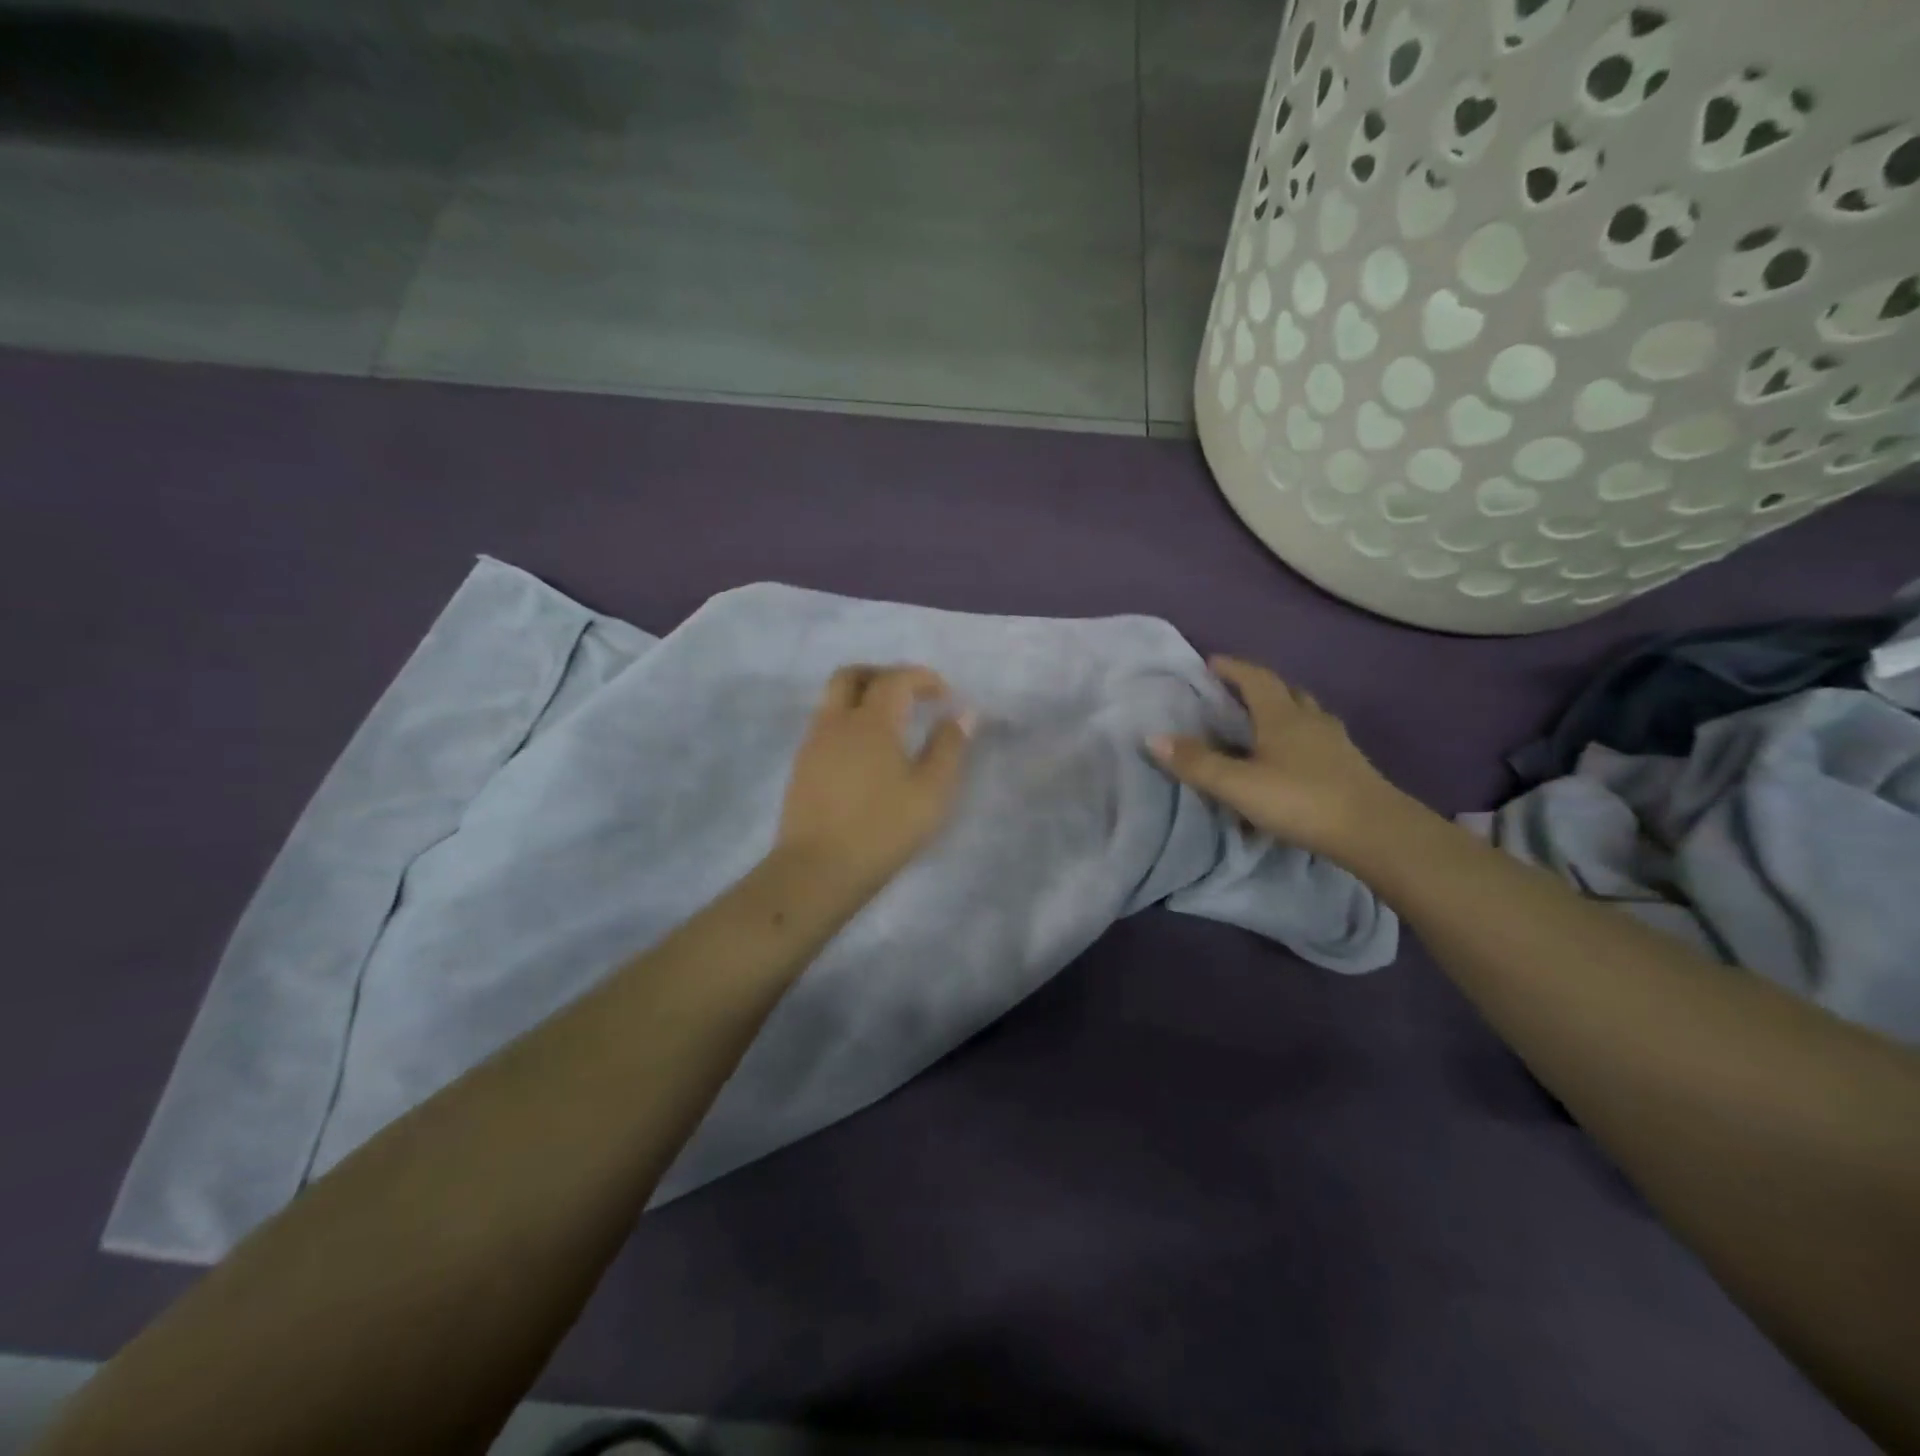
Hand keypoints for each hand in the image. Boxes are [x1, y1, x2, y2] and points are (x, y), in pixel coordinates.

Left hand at [775, 664, 973, 896]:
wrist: (817, 869)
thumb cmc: (882, 829)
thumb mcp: (930, 792)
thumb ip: (949, 748)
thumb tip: (962, 714)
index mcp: (871, 721)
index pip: (895, 679)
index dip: (922, 678)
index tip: (944, 695)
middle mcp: (836, 722)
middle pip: (852, 675)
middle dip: (883, 675)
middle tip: (910, 696)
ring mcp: (813, 743)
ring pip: (833, 699)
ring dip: (863, 698)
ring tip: (892, 725)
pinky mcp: (802, 767)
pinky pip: (826, 725)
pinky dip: (849, 722)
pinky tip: (867, 753)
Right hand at [1149, 656, 1408, 862]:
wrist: (1375, 833)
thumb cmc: (1302, 800)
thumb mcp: (1239, 785)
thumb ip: (1197, 763)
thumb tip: (1152, 737)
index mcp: (1283, 716)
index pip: (1256, 678)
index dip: (1233, 668)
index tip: (1211, 662)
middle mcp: (1311, 721)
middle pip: (1285, 692)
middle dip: (1259, 687)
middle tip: (1234, 693)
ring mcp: (1336, 744)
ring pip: (1306, 716)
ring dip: (1283, 713)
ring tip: (1261, 725)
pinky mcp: (1350, 768)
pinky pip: (1318, 742)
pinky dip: (1299, 741)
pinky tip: (1291, 762)